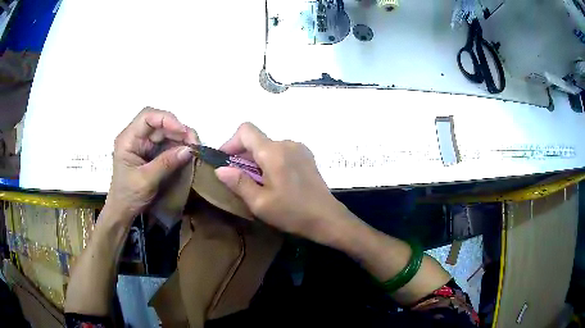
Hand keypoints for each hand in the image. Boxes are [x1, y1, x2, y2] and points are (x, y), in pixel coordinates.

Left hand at [106, 107, 197, 220]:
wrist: (123, 212)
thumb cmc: (129, 196)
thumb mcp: (146, 180)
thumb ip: (166, 163)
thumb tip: (189, 150)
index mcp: (128, 139)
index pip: (148, 117)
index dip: (167, 119)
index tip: (183, 132)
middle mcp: (136, 137)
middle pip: (159, 123)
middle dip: (178, 130)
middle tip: (195, 143)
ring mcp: (144, 144)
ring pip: (165, 132)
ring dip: (181, 138)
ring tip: (194, 148)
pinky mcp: (151, 153)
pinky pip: (167, 144)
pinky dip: (178, 147)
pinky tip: (188, 152)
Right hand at [215, 123, 349, 242]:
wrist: (327, 218)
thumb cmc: (292, 213)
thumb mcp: (260, 203)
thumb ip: (238, 182)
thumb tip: (220, 169)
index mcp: (273, 152)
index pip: (246, 130)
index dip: (231, 142)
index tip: (225, 162)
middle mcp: (287, 143)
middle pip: (257, 140)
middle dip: (243, 156)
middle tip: (239, 180)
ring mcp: (299, 148)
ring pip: (269, 147)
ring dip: (257, 160)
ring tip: (258, 184)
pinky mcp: (307, 156)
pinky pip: (281, 152)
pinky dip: (271, 161)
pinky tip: (275, 181)